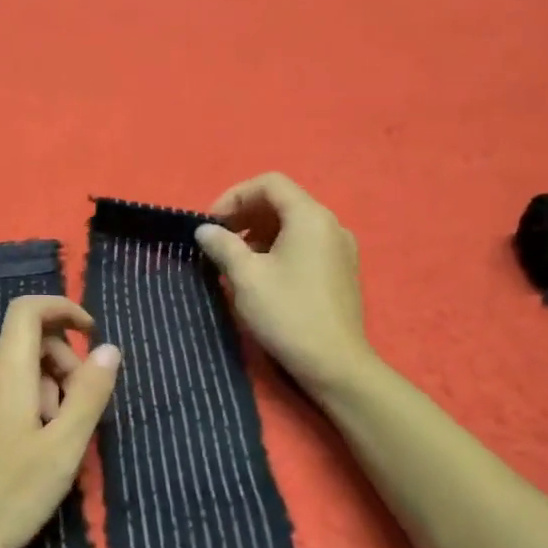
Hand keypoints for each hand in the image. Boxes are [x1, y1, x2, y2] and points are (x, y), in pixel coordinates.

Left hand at [0, 295, 119, 547]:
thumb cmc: (3, 499)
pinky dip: (9, 401)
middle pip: (22, 342)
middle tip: (74, 414)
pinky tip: (12, 450)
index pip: (29, 309)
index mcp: (4, 372)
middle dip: (59, 363)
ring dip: (36, 387)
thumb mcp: (62, 451)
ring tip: (45, 440)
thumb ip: (89, 395)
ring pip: (3, 369)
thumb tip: (108, 349)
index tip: (91, 336)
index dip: (63, 309)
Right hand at [194, 172, 375, 393]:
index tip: (212, 223)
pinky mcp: (342, 271)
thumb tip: (205, 230)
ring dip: (260, 232)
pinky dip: (280, 248)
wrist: (335, 364)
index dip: (235, 195)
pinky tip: (262, 275)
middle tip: (218, 239)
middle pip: (283, 201)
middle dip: (246, 214)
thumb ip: (223, 246)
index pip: (270, 183)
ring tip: (235, 259)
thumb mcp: (246, 277)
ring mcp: (341, 248)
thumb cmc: (288, 314)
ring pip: (294, 224)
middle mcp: (331, 224)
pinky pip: (306, 244)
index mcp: (310, 217)